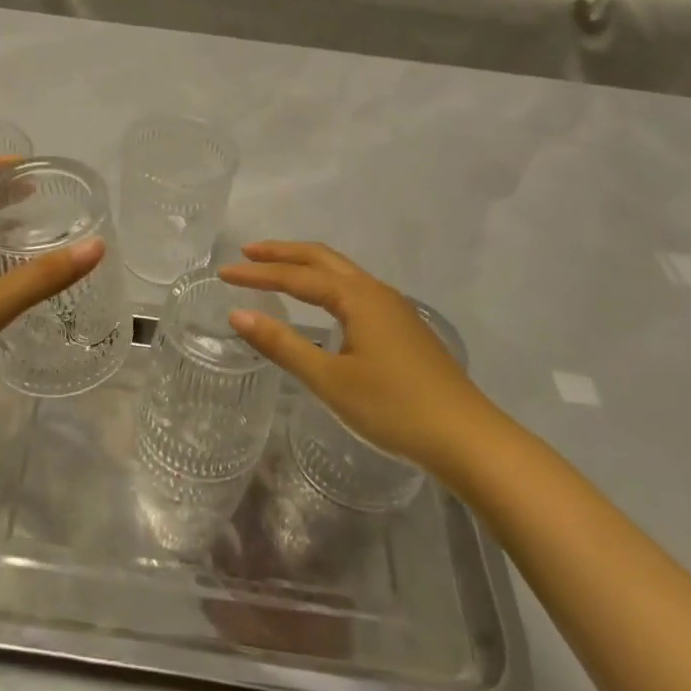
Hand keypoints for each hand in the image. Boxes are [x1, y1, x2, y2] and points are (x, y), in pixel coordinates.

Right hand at [219, 242, 501, 481]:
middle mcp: (376, 291)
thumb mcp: (330, 379)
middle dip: (283, 253)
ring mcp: (394, 308)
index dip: (257, 274)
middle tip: (247, 253)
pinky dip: (326, 283)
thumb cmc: (393, 407)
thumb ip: (282, 345)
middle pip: (322, 258)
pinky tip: (321, 303)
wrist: (467, 438)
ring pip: (342, 272)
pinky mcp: (403, 327)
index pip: (296, 275)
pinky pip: (354, 289)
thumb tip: (238, 314)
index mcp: (357, 297)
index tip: (223, 273)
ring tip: (276, 269)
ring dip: (306, 265)